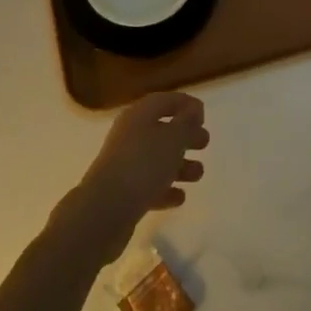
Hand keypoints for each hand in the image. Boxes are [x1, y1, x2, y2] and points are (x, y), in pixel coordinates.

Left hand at [57, 92, 209, 266]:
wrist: (106, 210)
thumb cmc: (143, 165)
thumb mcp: (173, 138)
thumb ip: (186, 123)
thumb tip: (193, 109)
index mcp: (139, 115)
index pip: (165, 100)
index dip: (185, 104)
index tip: (204, 116)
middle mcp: (130, 135)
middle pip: (162, 129)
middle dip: (185, 136)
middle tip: (205, 143)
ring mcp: (125, 164)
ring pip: (157, 159)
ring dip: (179, 165)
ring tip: (198, 174)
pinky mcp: (123, 192)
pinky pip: (149, 185)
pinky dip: (165, 189)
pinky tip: (180, 197)